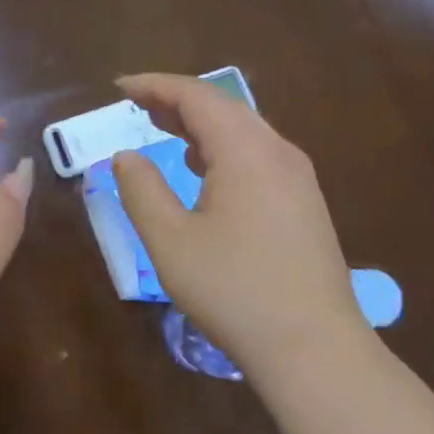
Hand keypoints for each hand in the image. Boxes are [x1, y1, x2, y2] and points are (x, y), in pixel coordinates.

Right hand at [112, 74, 362, 377]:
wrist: (314, 348)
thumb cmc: (234, 290)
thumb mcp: (170, 240)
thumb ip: (142, 189)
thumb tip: (127, 156)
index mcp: (245, 151)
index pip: (196, 96)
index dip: (155, 85)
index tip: (119, 87)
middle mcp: (277, 152)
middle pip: (223, 106)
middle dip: (176, 100)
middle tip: (136, 105)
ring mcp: (298, 178)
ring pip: (243, 130)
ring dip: (199, 123)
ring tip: (163, 127)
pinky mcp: (304, 203)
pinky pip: (257, 154)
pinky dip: (221, 147)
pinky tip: (203, 169)